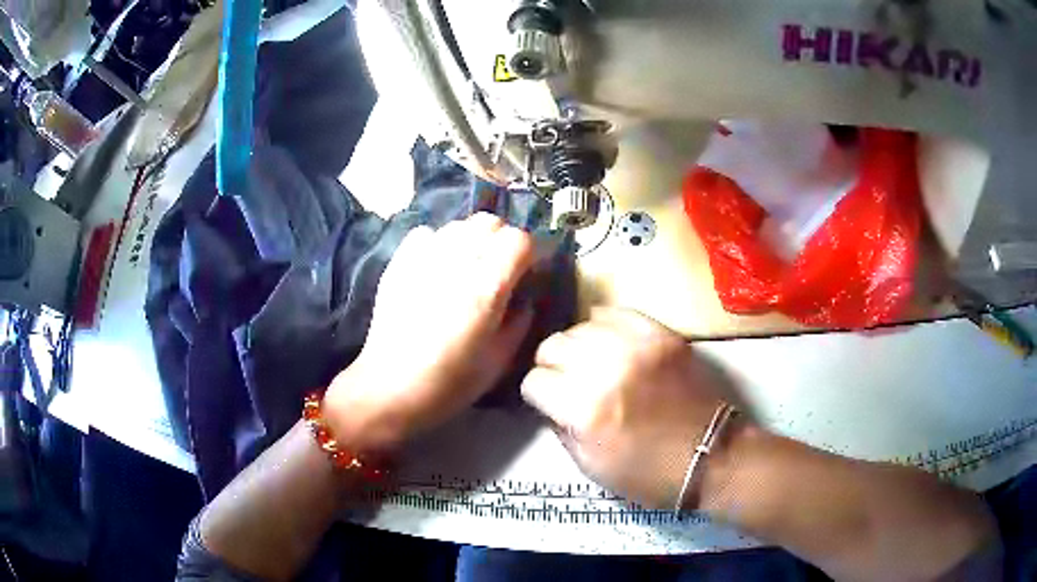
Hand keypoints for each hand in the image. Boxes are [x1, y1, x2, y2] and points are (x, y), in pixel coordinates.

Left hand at [325, 213, 534, 451]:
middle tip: (501, 268)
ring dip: (472, 239)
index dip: (530, 253)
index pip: (518, 239)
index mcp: (486, 287)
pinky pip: (426, 233)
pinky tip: (437, 266)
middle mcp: (455, 262)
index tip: (529, 272)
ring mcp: (423, 258)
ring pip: (458, 225)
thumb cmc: (449, 383)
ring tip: (469, 266)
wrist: (389, 389)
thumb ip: (520, 323)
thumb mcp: (499, 361)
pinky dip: (438, 242)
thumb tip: (524, 301)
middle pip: (489, 222)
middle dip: (502, 240)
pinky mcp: (399, 263)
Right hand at [521, 308, 728, 509]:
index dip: (537, 394)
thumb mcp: (590, 466)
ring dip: (578, 346)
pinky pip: (617, 312)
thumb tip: (549, 401)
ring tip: (590, 363)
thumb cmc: (649, 474)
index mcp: (585, 410)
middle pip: (553, 345)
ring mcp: (638, 347)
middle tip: (566, 381)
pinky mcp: (662, 335)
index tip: (549, 402)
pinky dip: (605, 325)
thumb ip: (561, 427)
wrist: (712, 457)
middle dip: (551, 365)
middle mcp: (606, 370)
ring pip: (581, 325)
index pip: (535, 381)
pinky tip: (609, 342)